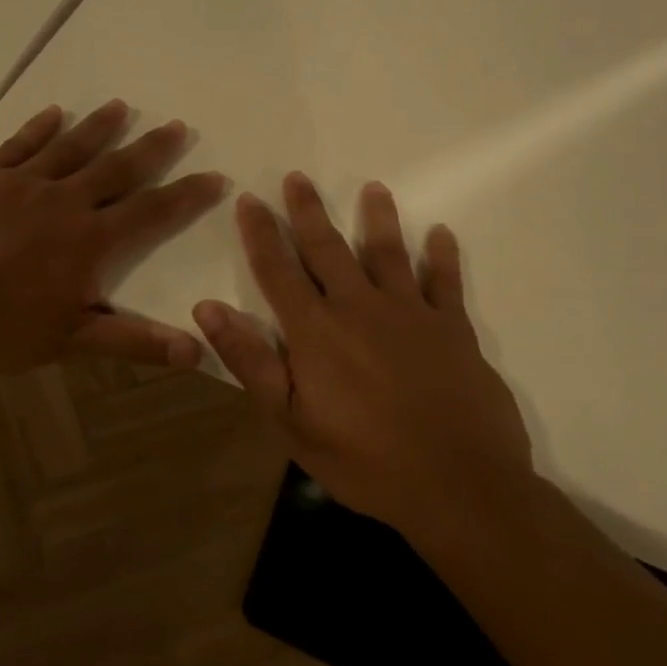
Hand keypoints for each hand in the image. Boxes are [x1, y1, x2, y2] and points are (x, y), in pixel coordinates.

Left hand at [0, 100, 225, 373]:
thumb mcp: (69, 341)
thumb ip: (132, 340)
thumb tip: (195, 351)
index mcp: (88, 241)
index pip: (151, 211)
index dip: (186, 195)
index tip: (213, 176)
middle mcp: (61, 201)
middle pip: (117, 167)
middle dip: (151, 148)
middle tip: (175, 127)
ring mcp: (19, 182)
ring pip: (70, 146)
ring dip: (100, 126)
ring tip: (122, 107)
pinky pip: (18, 144)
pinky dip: (39, 128)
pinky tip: (54, 114)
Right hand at [193, 173, 534, 541]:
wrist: (459, 487)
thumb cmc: (364, 460)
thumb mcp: (290, 420)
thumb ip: (249, 361)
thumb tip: (206, 309)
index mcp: (315, 331)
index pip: (278, 270)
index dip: (261, 233)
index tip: (249, 199)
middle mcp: (360, 308)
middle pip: (328, 249)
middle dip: (308, 211)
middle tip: (297, 177)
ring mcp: (411, 314)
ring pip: (388, 253)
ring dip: (377, 218)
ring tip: (372, 187)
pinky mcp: (454, 330)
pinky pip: (446, 283)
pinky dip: (443, 257)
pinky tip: (441, 234)